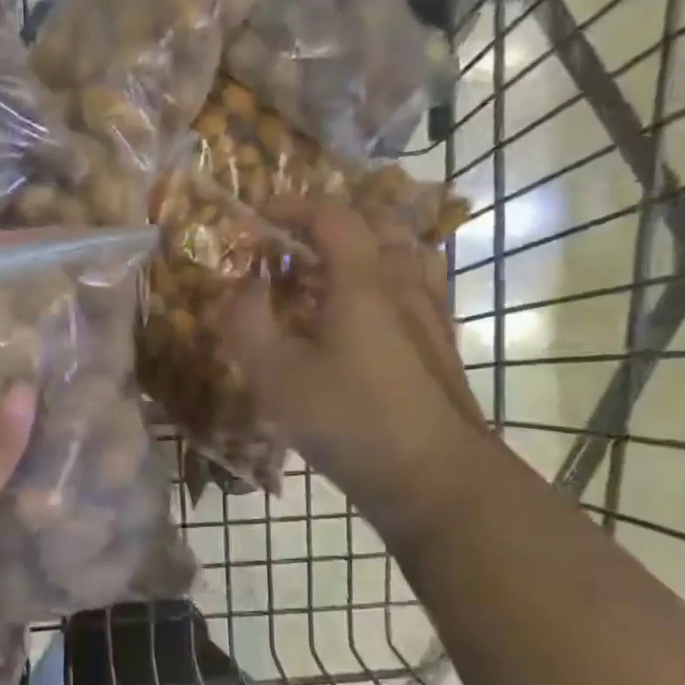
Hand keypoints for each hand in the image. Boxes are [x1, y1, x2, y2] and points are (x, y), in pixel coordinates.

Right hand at [217, 201, 490, 527]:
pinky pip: (420, 288)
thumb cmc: (351, 421)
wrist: (436, 478)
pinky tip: (373, 314)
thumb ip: (247, 324)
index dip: (294, 206)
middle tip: (299, 242)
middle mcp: (404, 283)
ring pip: (407, 253)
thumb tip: (241, 287)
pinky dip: (392, 280)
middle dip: (336, 221)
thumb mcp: (277, 377)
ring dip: (370, 247)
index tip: (262, 214)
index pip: (332, 217)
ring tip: (336, 270)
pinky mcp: (443, 345)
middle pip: (379, 224)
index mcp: (363, 279)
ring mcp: (431, 314)